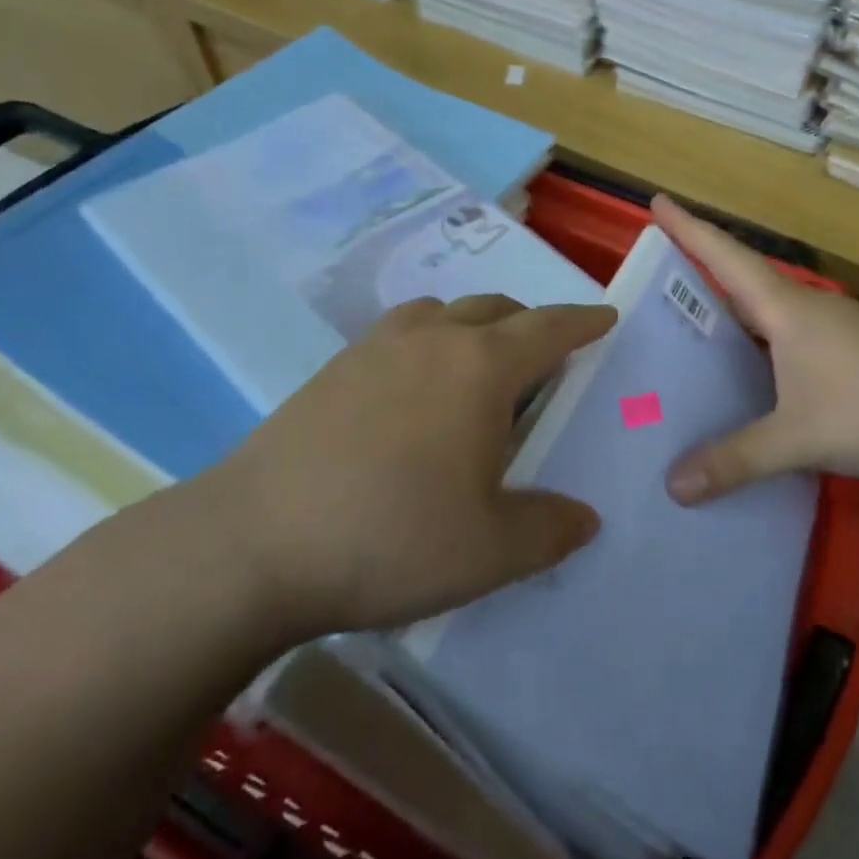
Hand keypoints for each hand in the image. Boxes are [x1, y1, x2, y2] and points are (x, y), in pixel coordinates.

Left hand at [191, 294, 616, 637]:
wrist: (253, 544)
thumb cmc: (391, 537)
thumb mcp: (491, 551)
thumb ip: (550, 531)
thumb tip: (585, 518)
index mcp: (480, 368)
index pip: (548, 330)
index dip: (583, 322)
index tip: (605, 316)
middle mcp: (431, 341)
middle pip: (493, 308)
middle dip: (528, 322)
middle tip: (545, 355)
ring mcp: (374, 350)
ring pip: (439, 313)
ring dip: (472, 325)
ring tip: (478, 364)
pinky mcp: (330, 371)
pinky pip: (397, 336)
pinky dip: (425, 344)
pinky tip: (412, 393)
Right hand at [653, 196, 858, 502]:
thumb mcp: (800, 436)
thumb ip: (736, 460)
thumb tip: (672, 487)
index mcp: (786, 309)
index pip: (725, 257)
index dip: (688, 229)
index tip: (657, 200)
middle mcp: (808, 311)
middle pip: (743, 282)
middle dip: (701, 274)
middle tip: (658, 282)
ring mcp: (836, 334)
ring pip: (768, 316)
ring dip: (732, 317)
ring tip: (692, 335)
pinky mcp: (855, 360)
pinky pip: (789, 346)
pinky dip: (759, 352)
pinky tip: (750, 381)